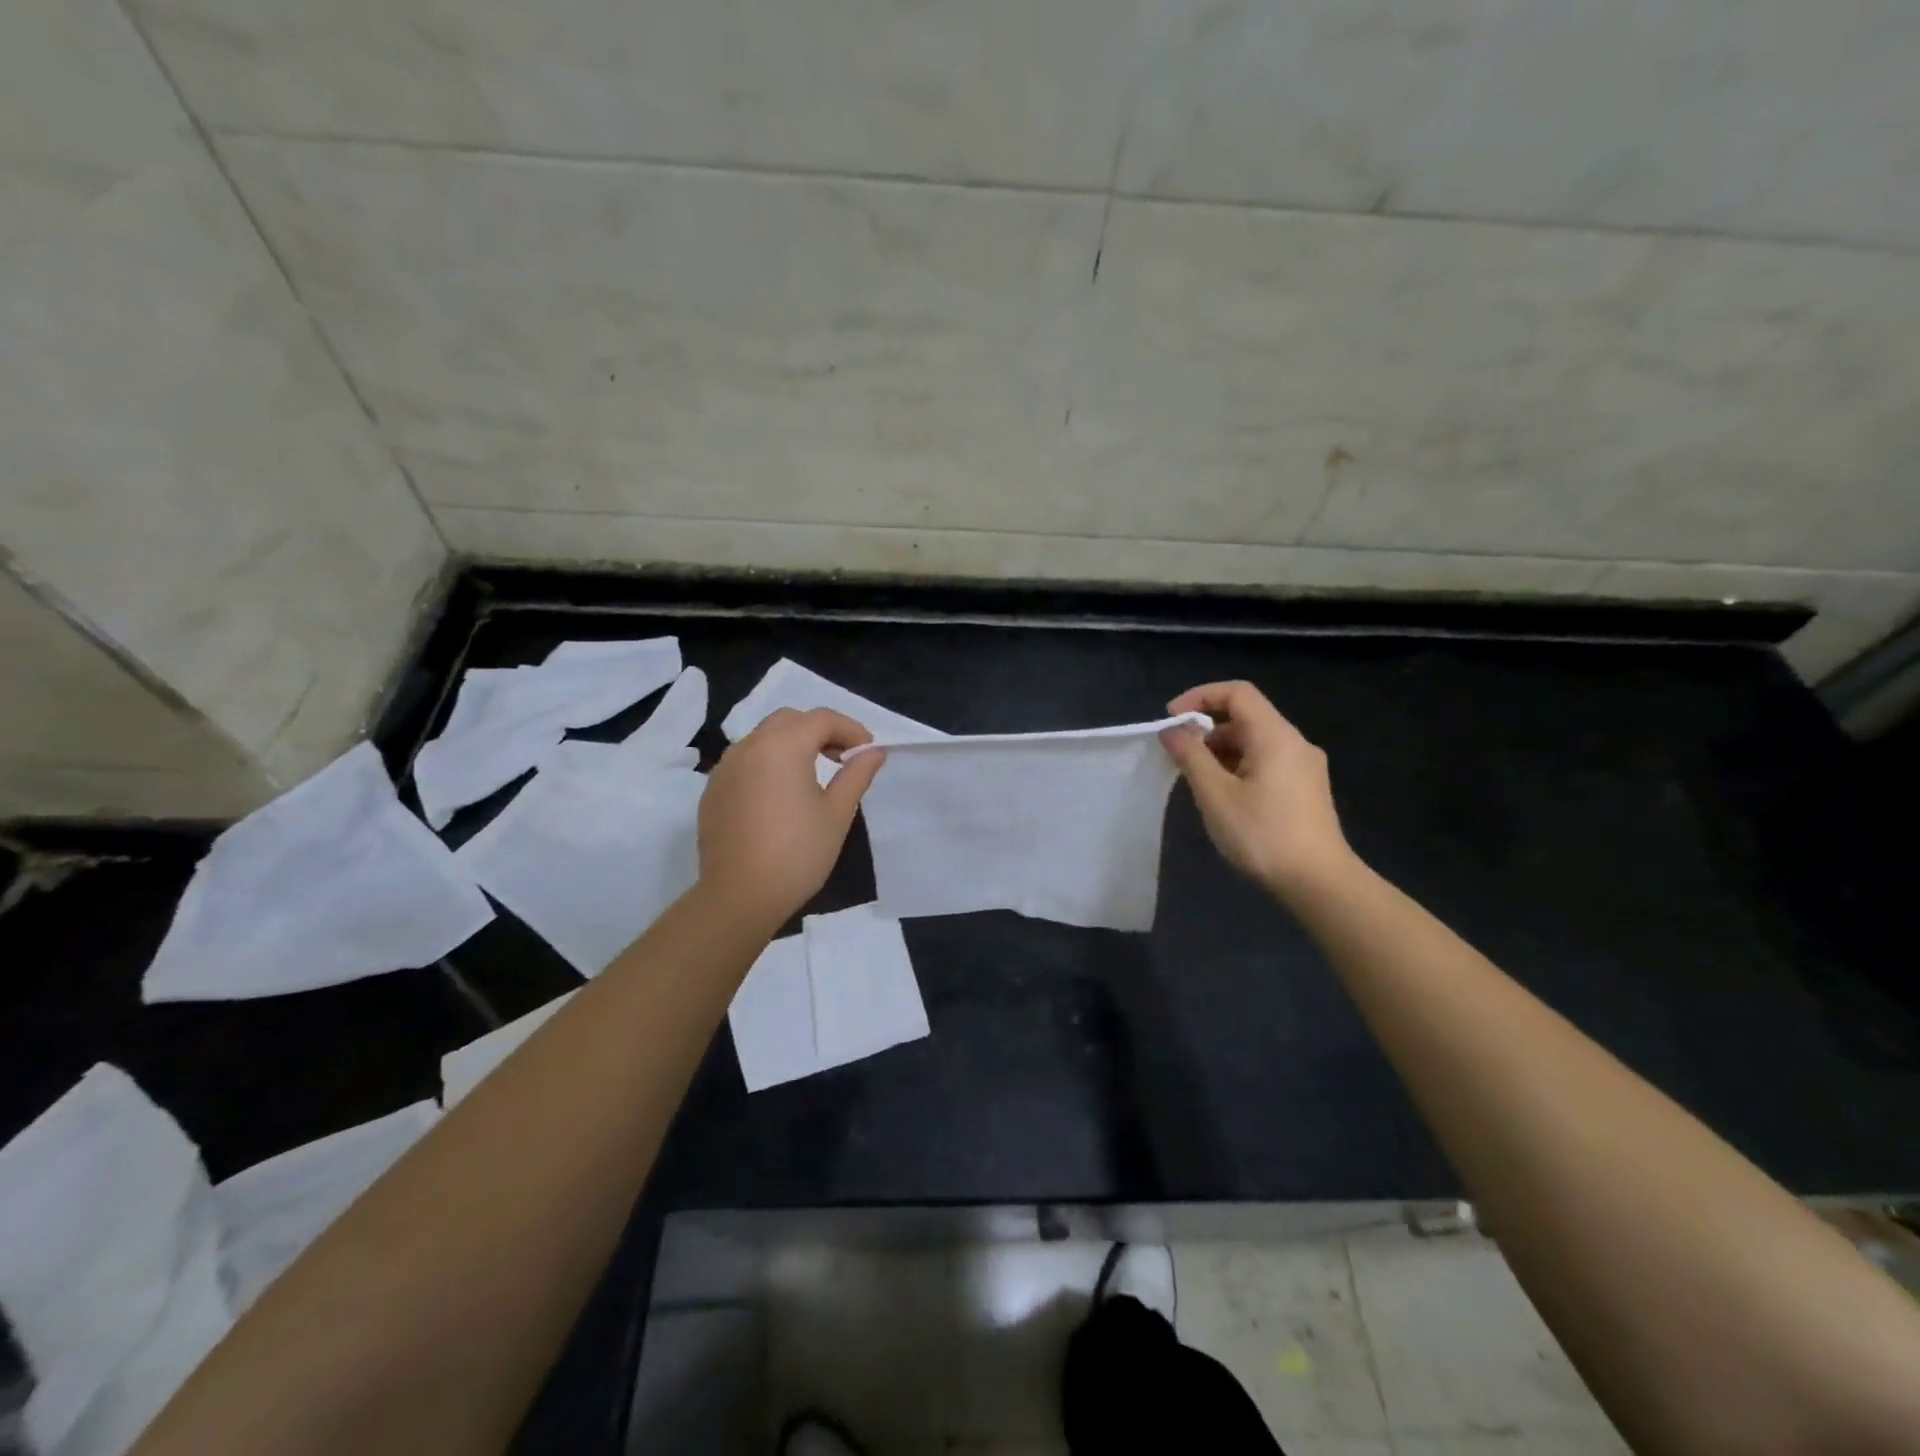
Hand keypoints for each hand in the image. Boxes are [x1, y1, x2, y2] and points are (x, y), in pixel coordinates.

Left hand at [697, 708, 885, 933]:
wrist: (739, 896)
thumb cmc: (797, 854)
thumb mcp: (837, 814)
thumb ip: (856, 775)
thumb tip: (873, 752)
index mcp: (783, 747)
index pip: (821, 719)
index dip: (850, 729)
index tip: (867, 752)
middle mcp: (749, 747)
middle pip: (789, 720)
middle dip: (819, 731)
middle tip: (842, 758)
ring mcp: (725, 768)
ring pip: (763, 738)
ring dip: (791, 744)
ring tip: (812, 775)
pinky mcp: (713, 790)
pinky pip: (745, 761)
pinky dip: (767, 763)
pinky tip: (780, 795)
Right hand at [1161, 681, 1354, 897]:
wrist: (1319, 882)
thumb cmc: (1262, 834)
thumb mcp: (1215, 794)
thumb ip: (1191, 756)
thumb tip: (1172, 731)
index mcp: (1275, 736)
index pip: (1237, 693)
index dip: (1200, 697)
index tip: (1171, 720)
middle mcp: (1295, 743)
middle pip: (1246, 717)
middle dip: (1207, 730)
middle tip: (1179, 758)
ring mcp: (1305, 767)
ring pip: (1256, 742)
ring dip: (1222, 751)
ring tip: (1198, 782)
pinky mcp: (1307, 789)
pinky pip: (1267, 762)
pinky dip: (1239, 766)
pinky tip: (1225, 797)